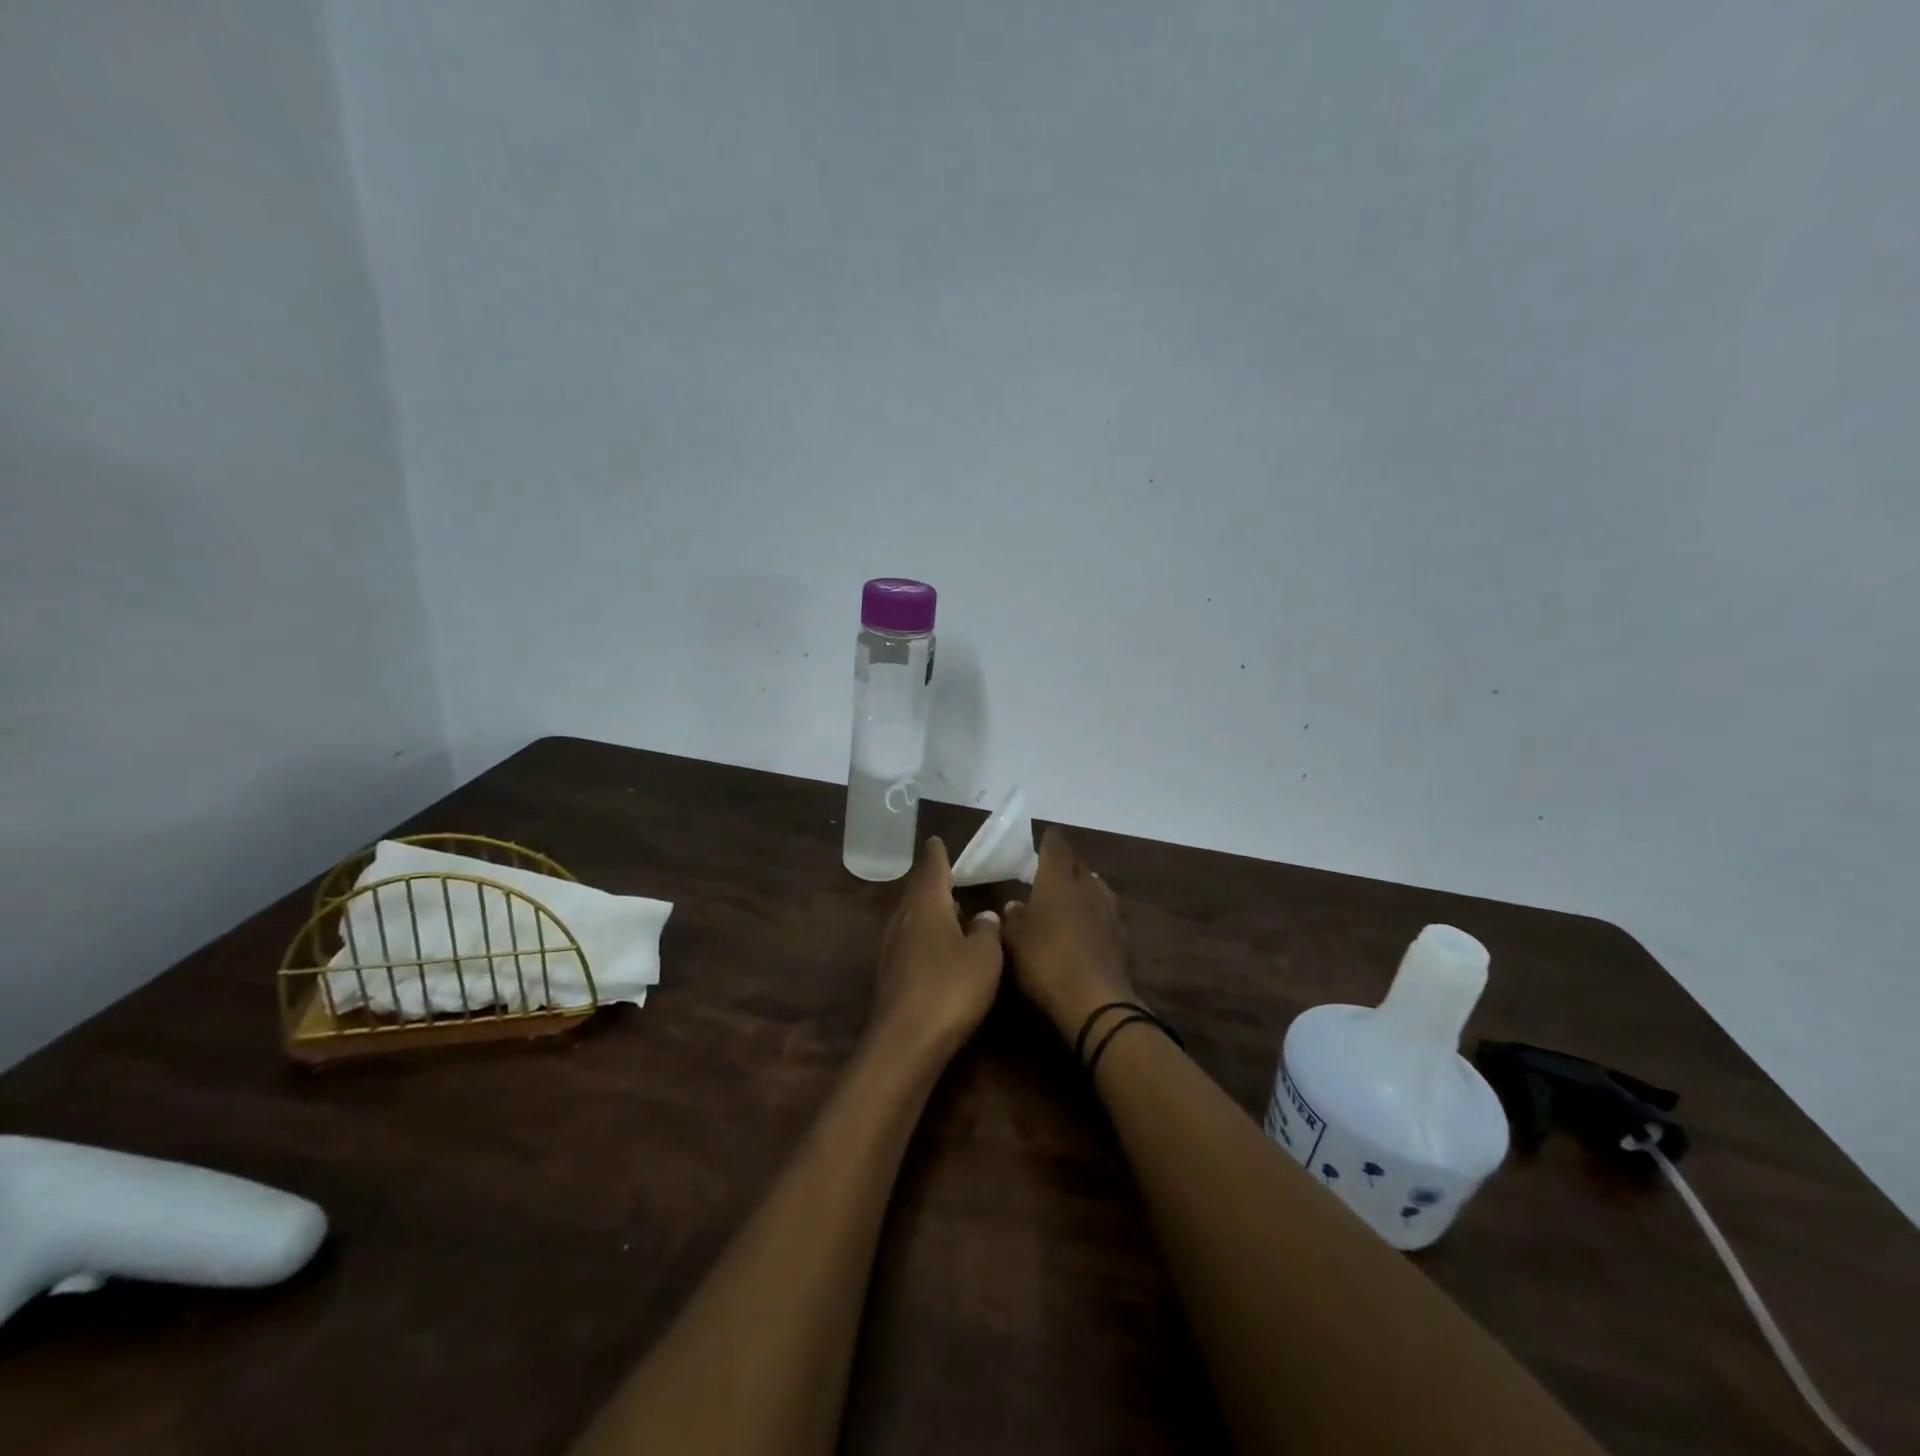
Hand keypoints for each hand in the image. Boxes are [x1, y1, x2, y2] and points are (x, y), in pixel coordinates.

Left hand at [874, 837, 1004, 1055]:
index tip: (937, 840)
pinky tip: (937, 948)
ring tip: (948, 908)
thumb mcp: (984, 957)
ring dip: (928, 910)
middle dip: (932, 882)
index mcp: (926, 905)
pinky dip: (923, 935)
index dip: (937, 854)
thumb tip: (985, 915)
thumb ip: (987, 930)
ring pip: (911, 918)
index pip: (932, 868)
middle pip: (917, 892)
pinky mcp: (889, 975)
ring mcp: (891, 948)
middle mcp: (903, 920)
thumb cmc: (950, 989)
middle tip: (948, 874)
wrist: (905, 1042)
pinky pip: (908, 942)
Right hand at [1002, 828, 1138, 1041]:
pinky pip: (1106, 913)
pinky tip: (1088, 922)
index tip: (1046, 835)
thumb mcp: (1014, 940)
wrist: (1095, 1002)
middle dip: (1067, 863)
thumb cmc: (1046, 961)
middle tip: (1052, 866)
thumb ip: (1014, 918)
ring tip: (1072, 891)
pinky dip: (1095, 912)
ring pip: (1096, 887)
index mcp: (1058, 881)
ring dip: (1084, 886)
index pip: (1056, 848)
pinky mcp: (1121, 938)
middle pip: (1079, 865)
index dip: (1050, 840)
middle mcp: (1087, 888)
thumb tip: (1015, 905)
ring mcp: (1109, 912)